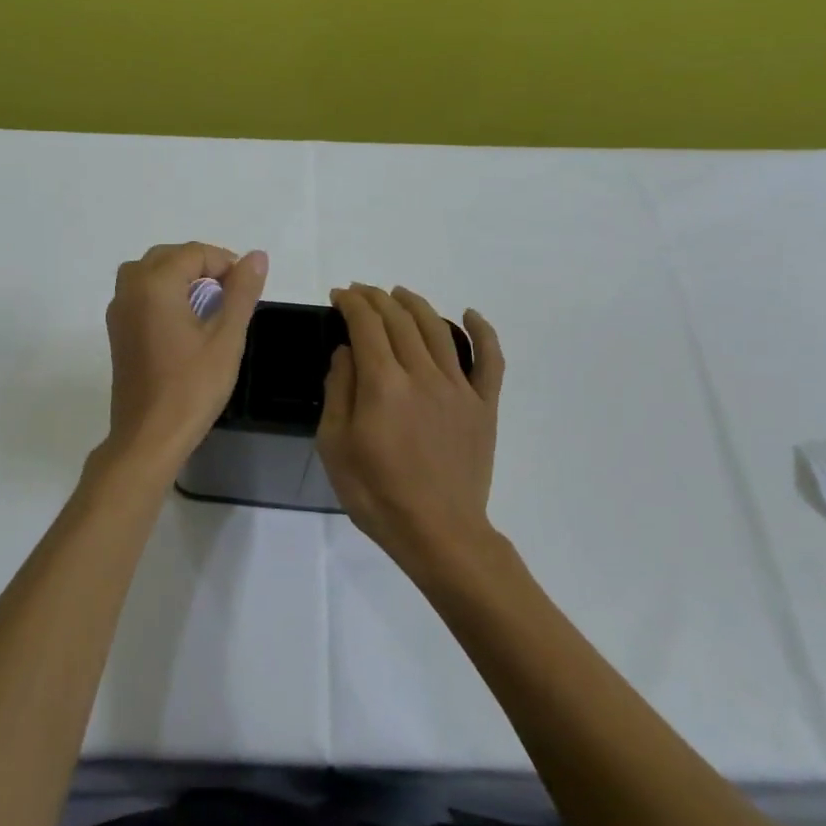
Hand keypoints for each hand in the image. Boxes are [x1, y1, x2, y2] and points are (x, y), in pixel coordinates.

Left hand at [103, 242, 267, 467]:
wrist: (149, 437)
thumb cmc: (192, 387)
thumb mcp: (226, 338)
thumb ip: (241, 292)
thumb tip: (256, 256)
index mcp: (154, 284)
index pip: (193, 253)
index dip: (224, 263)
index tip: (245, 289)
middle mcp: (129, 289)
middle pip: (167, 257)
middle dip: (201, 266)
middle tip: (230, 293)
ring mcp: (118, 311)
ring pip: (149, 273)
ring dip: (179, 278)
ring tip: (208, 304)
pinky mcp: (117, 332)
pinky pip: (139, 295)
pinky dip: (162, 294)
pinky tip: (184, 322)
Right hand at [318, 285, 504, 577]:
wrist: (438, 533)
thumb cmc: (377, 494)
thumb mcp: (335, 446)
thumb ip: (338, 391)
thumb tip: (346, 351)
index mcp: (384, 384)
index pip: (367, 325)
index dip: (351, 304)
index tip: (339, 295)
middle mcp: (423, 374)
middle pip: (400, 320)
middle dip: (377, 298)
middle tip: (361, 292)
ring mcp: (459, 388)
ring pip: (438, 329)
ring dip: (415, 304)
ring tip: (399, 294)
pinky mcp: (483, 406)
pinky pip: (490, 360)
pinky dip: (483, 332)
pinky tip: (471, 314)